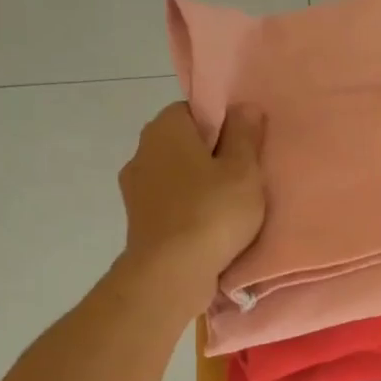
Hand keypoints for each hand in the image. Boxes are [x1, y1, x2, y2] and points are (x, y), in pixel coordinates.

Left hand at [118, 102, 265, 307]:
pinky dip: (186, 210)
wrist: (171, 273)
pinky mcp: (137, 220)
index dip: (222, 126)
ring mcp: (135, 188)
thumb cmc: (212, 213)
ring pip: (175, 175)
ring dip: (197, 186)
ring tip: (226, 209)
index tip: (242, 150)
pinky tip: (207, 228)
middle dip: (209, 157)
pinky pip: (168, 204)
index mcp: (165, 128)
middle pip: (183, 143)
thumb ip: (245, 135)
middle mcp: (142, 150)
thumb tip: (244, 107)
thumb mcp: (243, 170)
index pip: (194, 110)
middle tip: (241, 180)